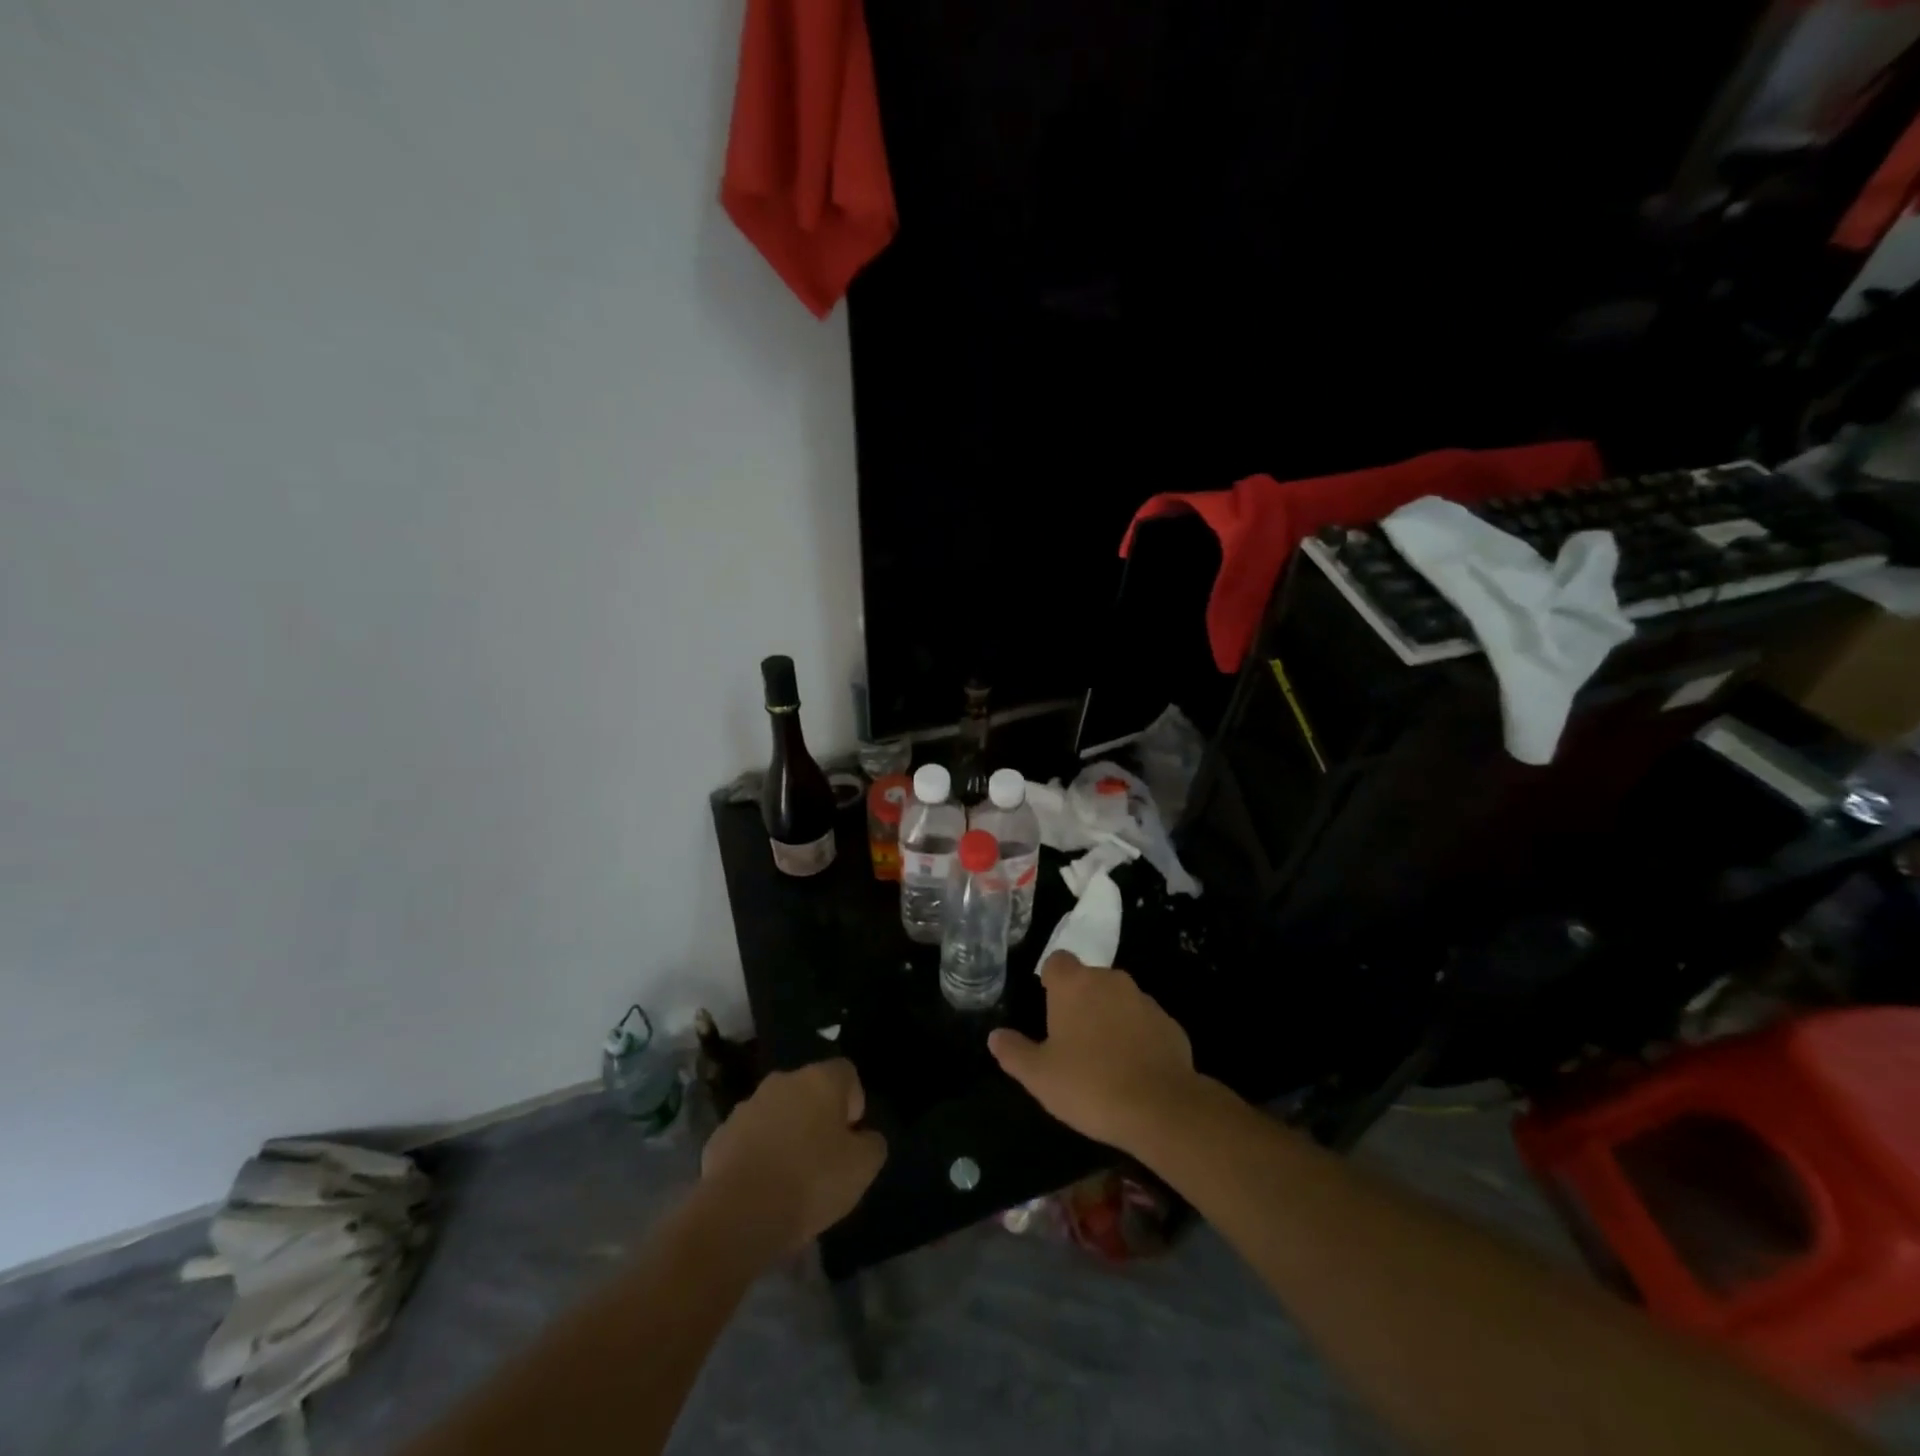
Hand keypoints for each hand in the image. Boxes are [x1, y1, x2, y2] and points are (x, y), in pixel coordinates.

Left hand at [699, 1059, 886, 1253]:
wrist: (738, 1215)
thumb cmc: (810, 1182)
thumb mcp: (863, 1168)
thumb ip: (872, 1144)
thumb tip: (864, 1138)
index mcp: (820, 1080)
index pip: (846, 1073)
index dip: (853, 1102)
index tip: (851, 1137)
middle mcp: (782, 1081)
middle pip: (809, 1091)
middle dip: (817, 1117)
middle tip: (824, 1158)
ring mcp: (746, 1106)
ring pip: (776, 1113)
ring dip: (785, 1134)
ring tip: (789, 1178)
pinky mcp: (719, 1136)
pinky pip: (748, 1139)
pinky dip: (757, 1155)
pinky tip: (761, 1188)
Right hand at [987, 953, 1199, 1152]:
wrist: (1161, 1108)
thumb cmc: (1089, 1085)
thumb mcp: (1039, 1076)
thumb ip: (1014, 1052)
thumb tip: (995, 1036)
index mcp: (1074, 984)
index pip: (1057, 961)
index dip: (1051, 980)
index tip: (1049, 1007)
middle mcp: (1110, 981)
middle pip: (1089, 980)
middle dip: (1081, 1001)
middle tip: (1072, 1039)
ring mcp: (1144, 1000)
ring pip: (1119, 1000)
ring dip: (1110, 1017)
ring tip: (1104, 1058)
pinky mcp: (1170, 1023)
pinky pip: (1145, 1023)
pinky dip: (1137, 1037)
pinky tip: (1133, 1070)